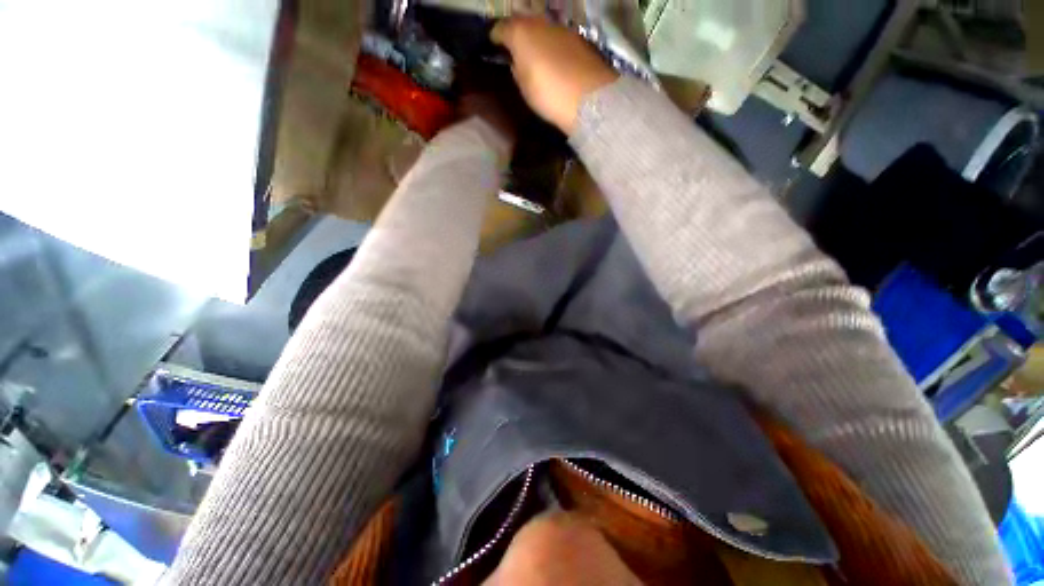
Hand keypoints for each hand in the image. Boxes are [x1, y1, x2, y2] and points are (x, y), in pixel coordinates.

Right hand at [491, 17, 617, 134]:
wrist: (589, 98)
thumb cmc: (549, 94)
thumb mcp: (524, 87)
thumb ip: (516, 69)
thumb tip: (516, 61)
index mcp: (521, 32)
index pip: (501, 28)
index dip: (496, 37)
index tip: (493, 46)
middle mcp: (540, 22)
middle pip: (523, 22)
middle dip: (516, 32)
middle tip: (513, 47)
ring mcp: (561, 28)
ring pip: (542, 28)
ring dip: (536, 37)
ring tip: (533, 53)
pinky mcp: (578, 38)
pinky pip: (557, 38)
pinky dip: (551, 45)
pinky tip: (552, 59)